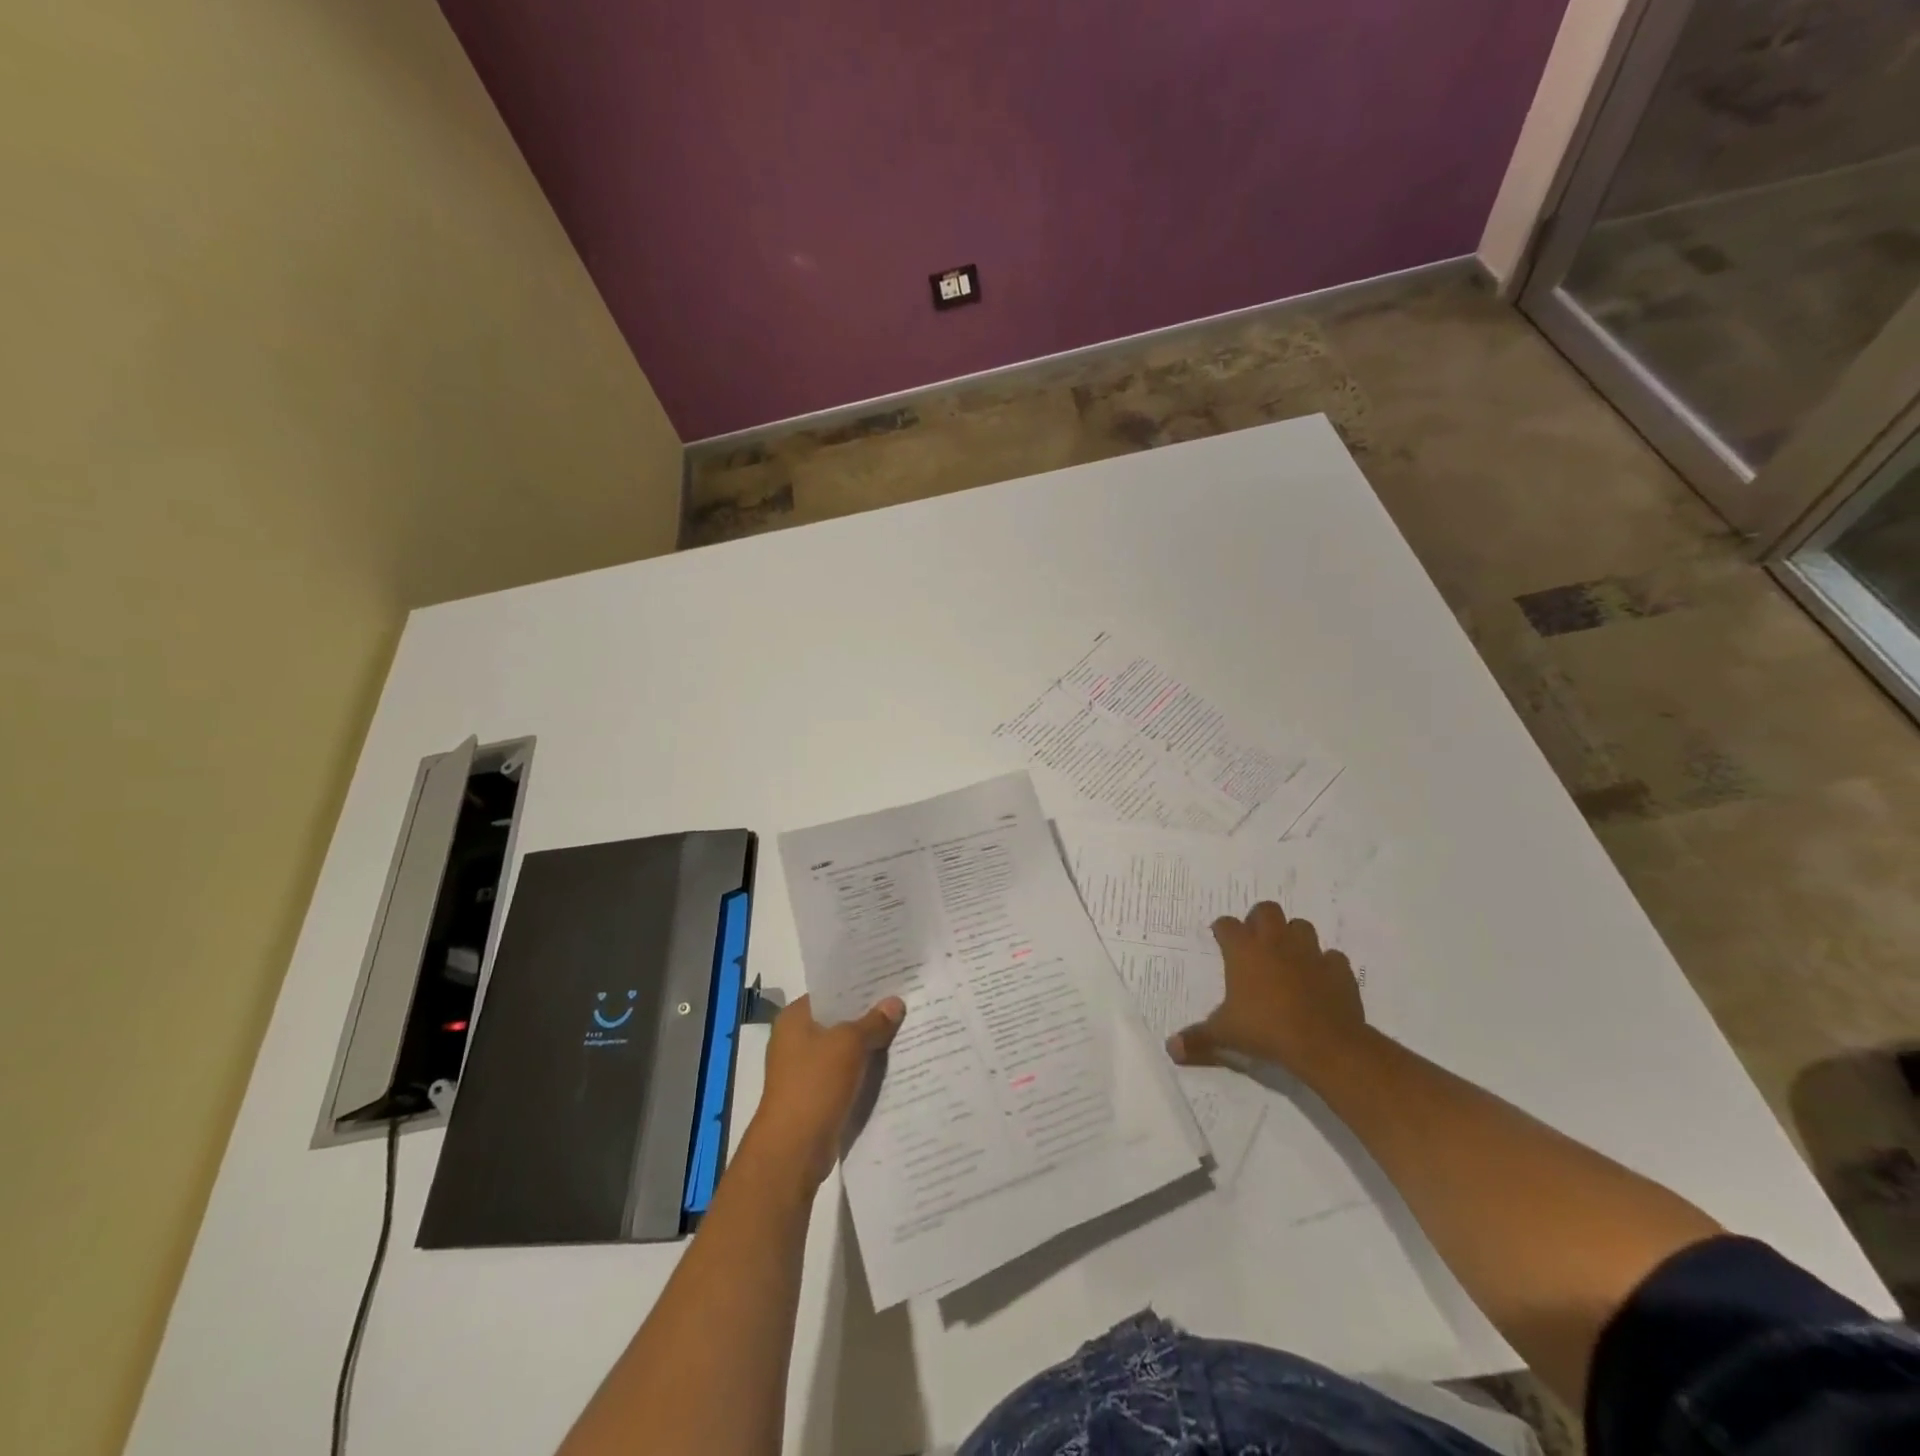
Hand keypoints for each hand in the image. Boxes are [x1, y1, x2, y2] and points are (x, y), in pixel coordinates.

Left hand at [746, 994, 904, 1186]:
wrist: (793, 1150)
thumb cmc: (814, 1085)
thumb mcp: (849, 1044)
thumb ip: (874, 1022)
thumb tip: (895, 1002)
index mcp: (794, 1018)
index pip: (830, 992)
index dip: (859, 987)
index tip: (890, 981)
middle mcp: (795, 1040)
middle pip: (838, 1020)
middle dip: (869, 1017)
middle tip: (904, 1004)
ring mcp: (804, 1070)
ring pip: (844, 1049)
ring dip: (869, 1046)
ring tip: (905, 1031)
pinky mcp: (816, 1096)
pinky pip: (845, 1074)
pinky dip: (864, 1071)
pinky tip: (892, 1066)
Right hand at [1167, 900, 1367, 1078]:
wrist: (1325, 1044)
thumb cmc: (1266, 1030)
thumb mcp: (1225, 1035)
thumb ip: (1198, 1039)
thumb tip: (1171, 1049)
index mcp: (1244, 950)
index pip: (1227, 924)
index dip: (1222, 930)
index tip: (1221, 939)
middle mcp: (1275, 942)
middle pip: (1266, 911)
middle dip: (1259, 920)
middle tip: (1255, 942)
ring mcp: (1310, 953)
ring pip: (1301, 926)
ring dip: (1293, 936)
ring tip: (1287, 956)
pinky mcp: (1338, 969)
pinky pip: (1331, 957)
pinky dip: (1324, 964)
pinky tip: (1319, 979)